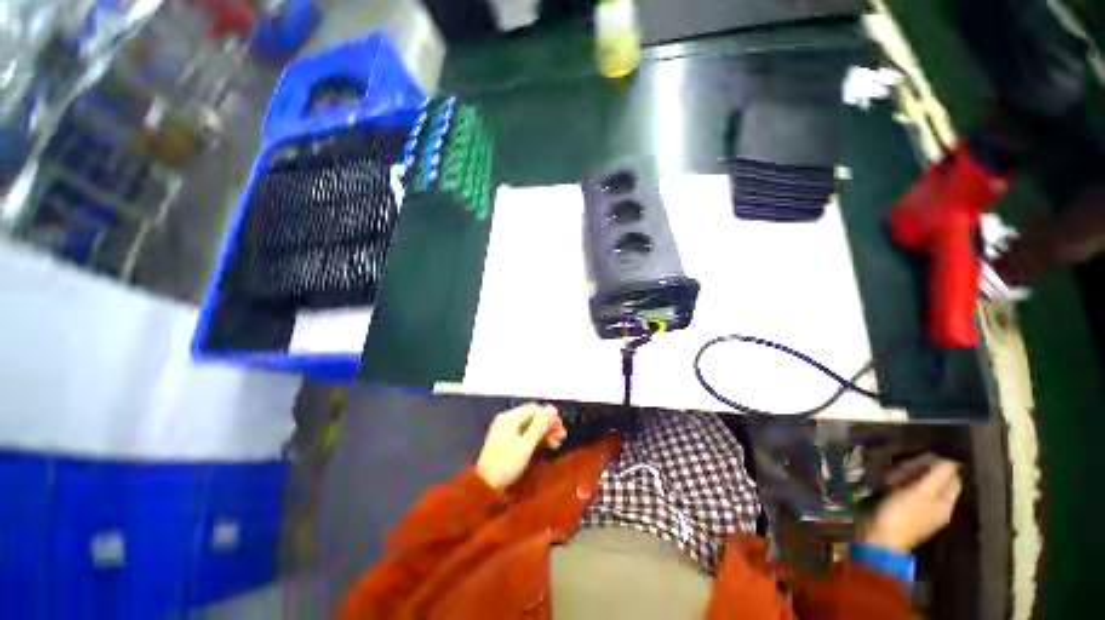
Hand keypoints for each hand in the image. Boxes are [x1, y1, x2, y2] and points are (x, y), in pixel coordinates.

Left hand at [476, 403, 566, 490]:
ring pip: (531, 425)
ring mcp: (507, 429)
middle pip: (533, 416)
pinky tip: (547, 446)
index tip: (561, 429)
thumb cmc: (505, 466)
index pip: (534, 409)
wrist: (484, 488)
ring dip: (545, 432)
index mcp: (509, 418)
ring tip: (556, 444)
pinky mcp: (508, 439)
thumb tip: (553, 409)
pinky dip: (537, 438)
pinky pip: (526, 432)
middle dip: (548, 425)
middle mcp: (507, 420)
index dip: (549, 417)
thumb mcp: (525, 447)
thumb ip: (539, 426)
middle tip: (562, 437)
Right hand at [861, 455, 961, 553]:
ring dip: (905, 476)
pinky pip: (907, 491)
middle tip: (900, 468)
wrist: (880, 538)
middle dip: (918, 470)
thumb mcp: (921, 492)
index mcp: (946, 503)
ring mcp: (920, 509)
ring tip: (890, 477)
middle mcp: (937, 506)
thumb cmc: (902, 514)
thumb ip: (938, 475)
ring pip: (919, 484)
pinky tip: (888, 484)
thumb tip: (952, 460)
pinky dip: (899, 484)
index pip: (951, 478)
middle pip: (935, 480)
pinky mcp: (904, 510)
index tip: (919, 458)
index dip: (938, 465)